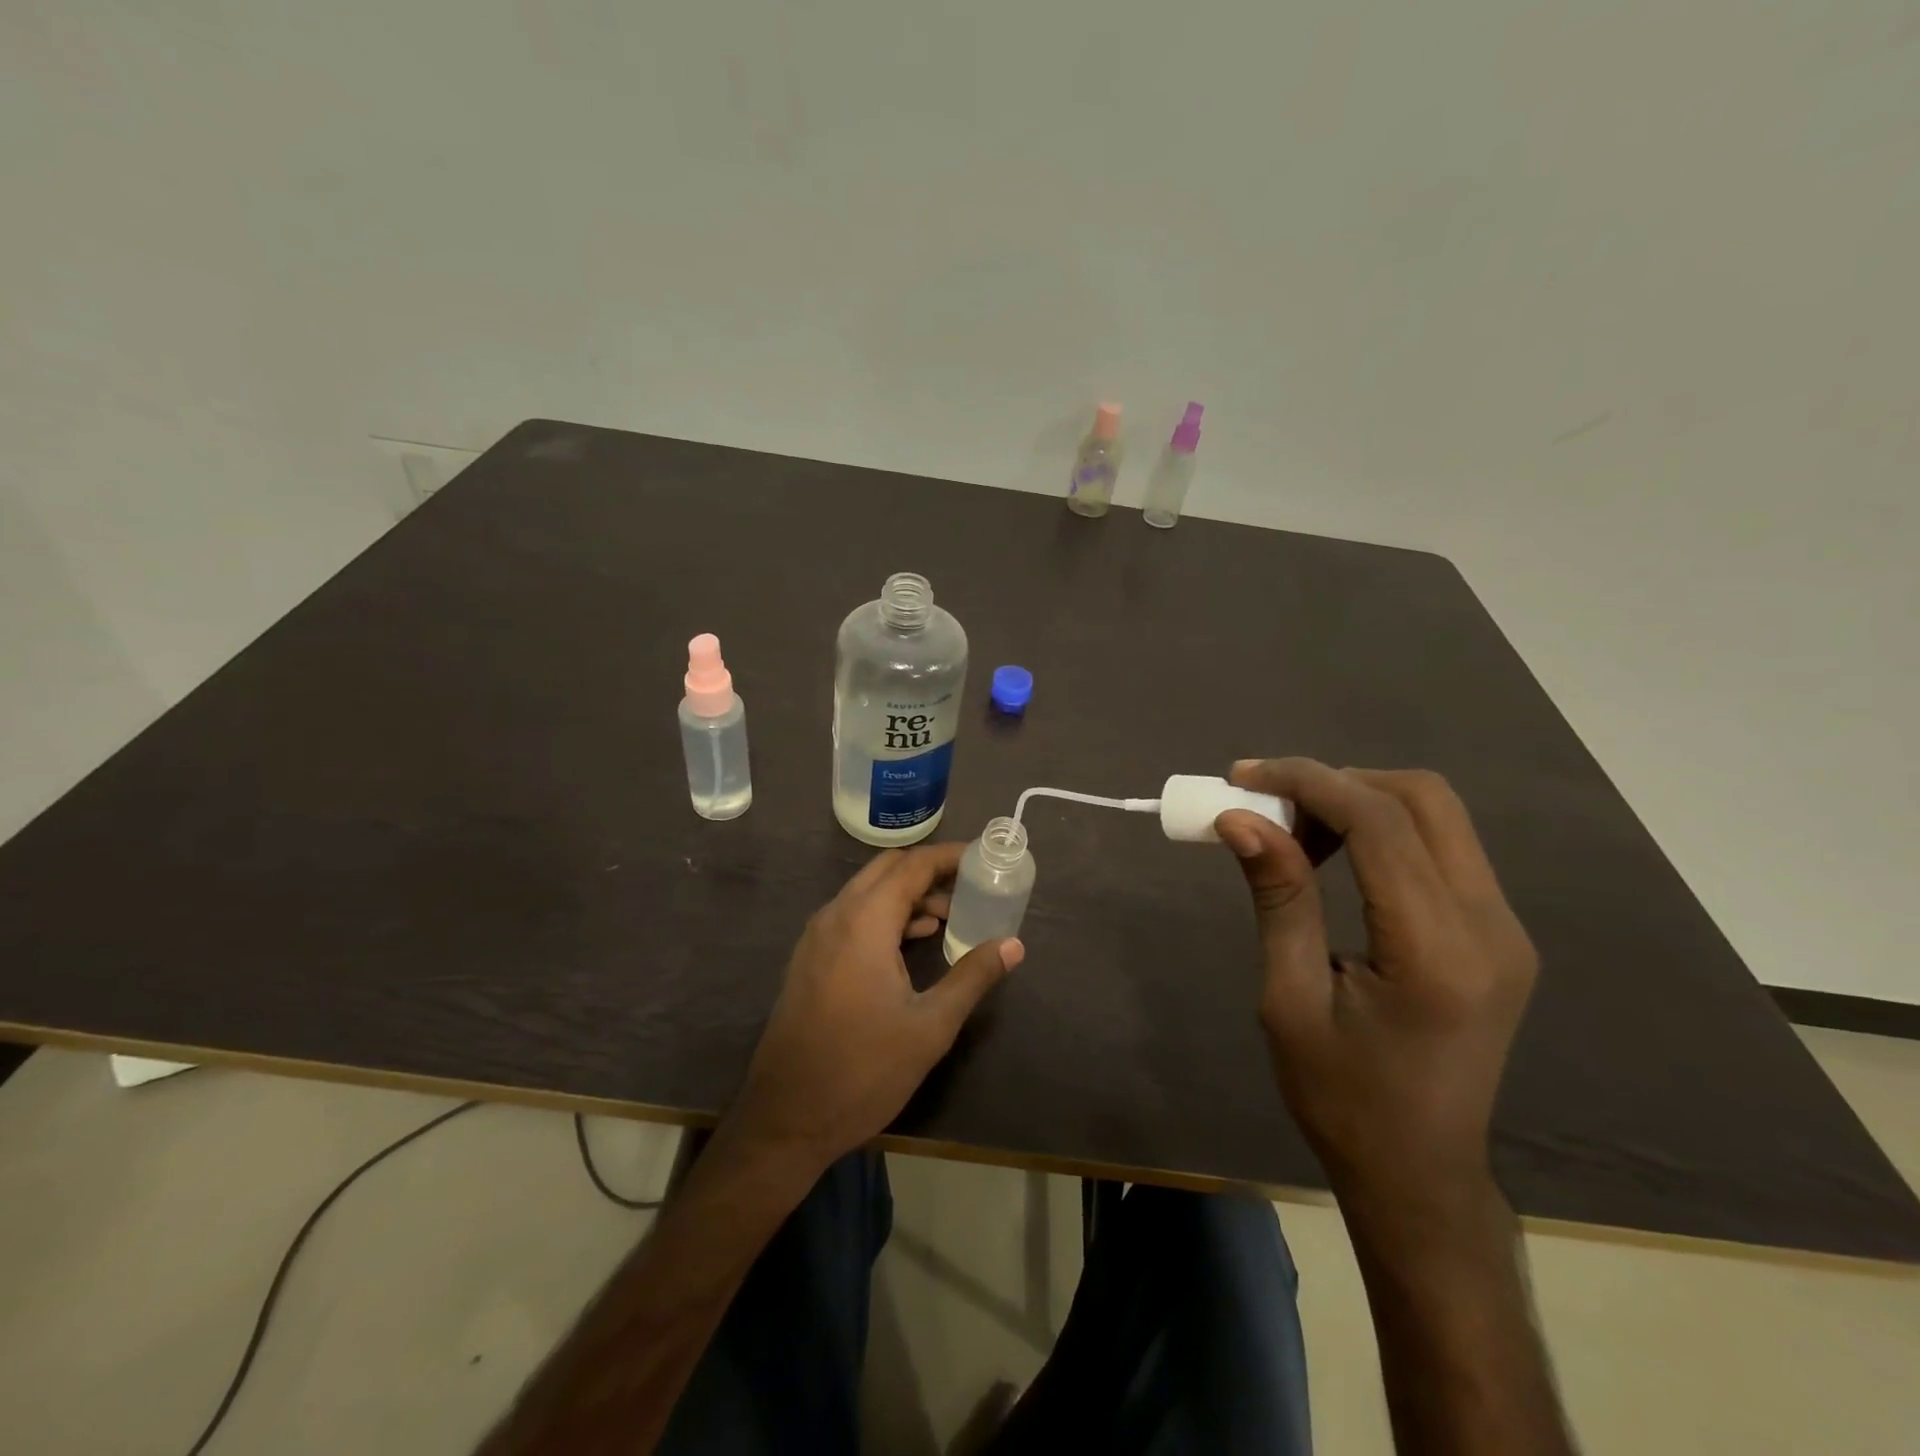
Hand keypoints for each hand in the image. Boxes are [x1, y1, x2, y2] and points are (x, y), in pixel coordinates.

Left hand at [724, 843, 1023, 1170]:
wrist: (786, 1118)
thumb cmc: (863, 1070)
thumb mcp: (930, 1026)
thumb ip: (972, 977)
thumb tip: (1013, 945)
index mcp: (864, 922)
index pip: (912, 866)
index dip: (949, 856)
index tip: (982, 858)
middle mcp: (836, 916)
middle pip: (887, 870)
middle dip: (929, 871)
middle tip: (969, 887)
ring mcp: (817, 936)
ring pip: (867, 892)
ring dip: (907, 894)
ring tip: (949, 917)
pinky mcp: (810, 958)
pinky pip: (852, 915)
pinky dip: (885, 915)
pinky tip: (911, 942)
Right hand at [1214, 759, 1536, 1214]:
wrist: (1420, 1170)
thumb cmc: (1341, 1097)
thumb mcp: (1289, 999)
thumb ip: (1278, 898)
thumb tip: (1240, 820)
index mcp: (1437, 951)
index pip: (1380, 823)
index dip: (1307, 782)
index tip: (1242, 777)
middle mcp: (1490, 926)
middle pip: (1422, 798)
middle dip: (1336, 781)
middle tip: (1268, 805)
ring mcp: (1504, 927)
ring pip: (1435, 814)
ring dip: (1358, 801)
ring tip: (1294, 832)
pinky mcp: (1498, 932)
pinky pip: (1441, 846)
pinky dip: (1381, 829)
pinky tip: (1335, 856)